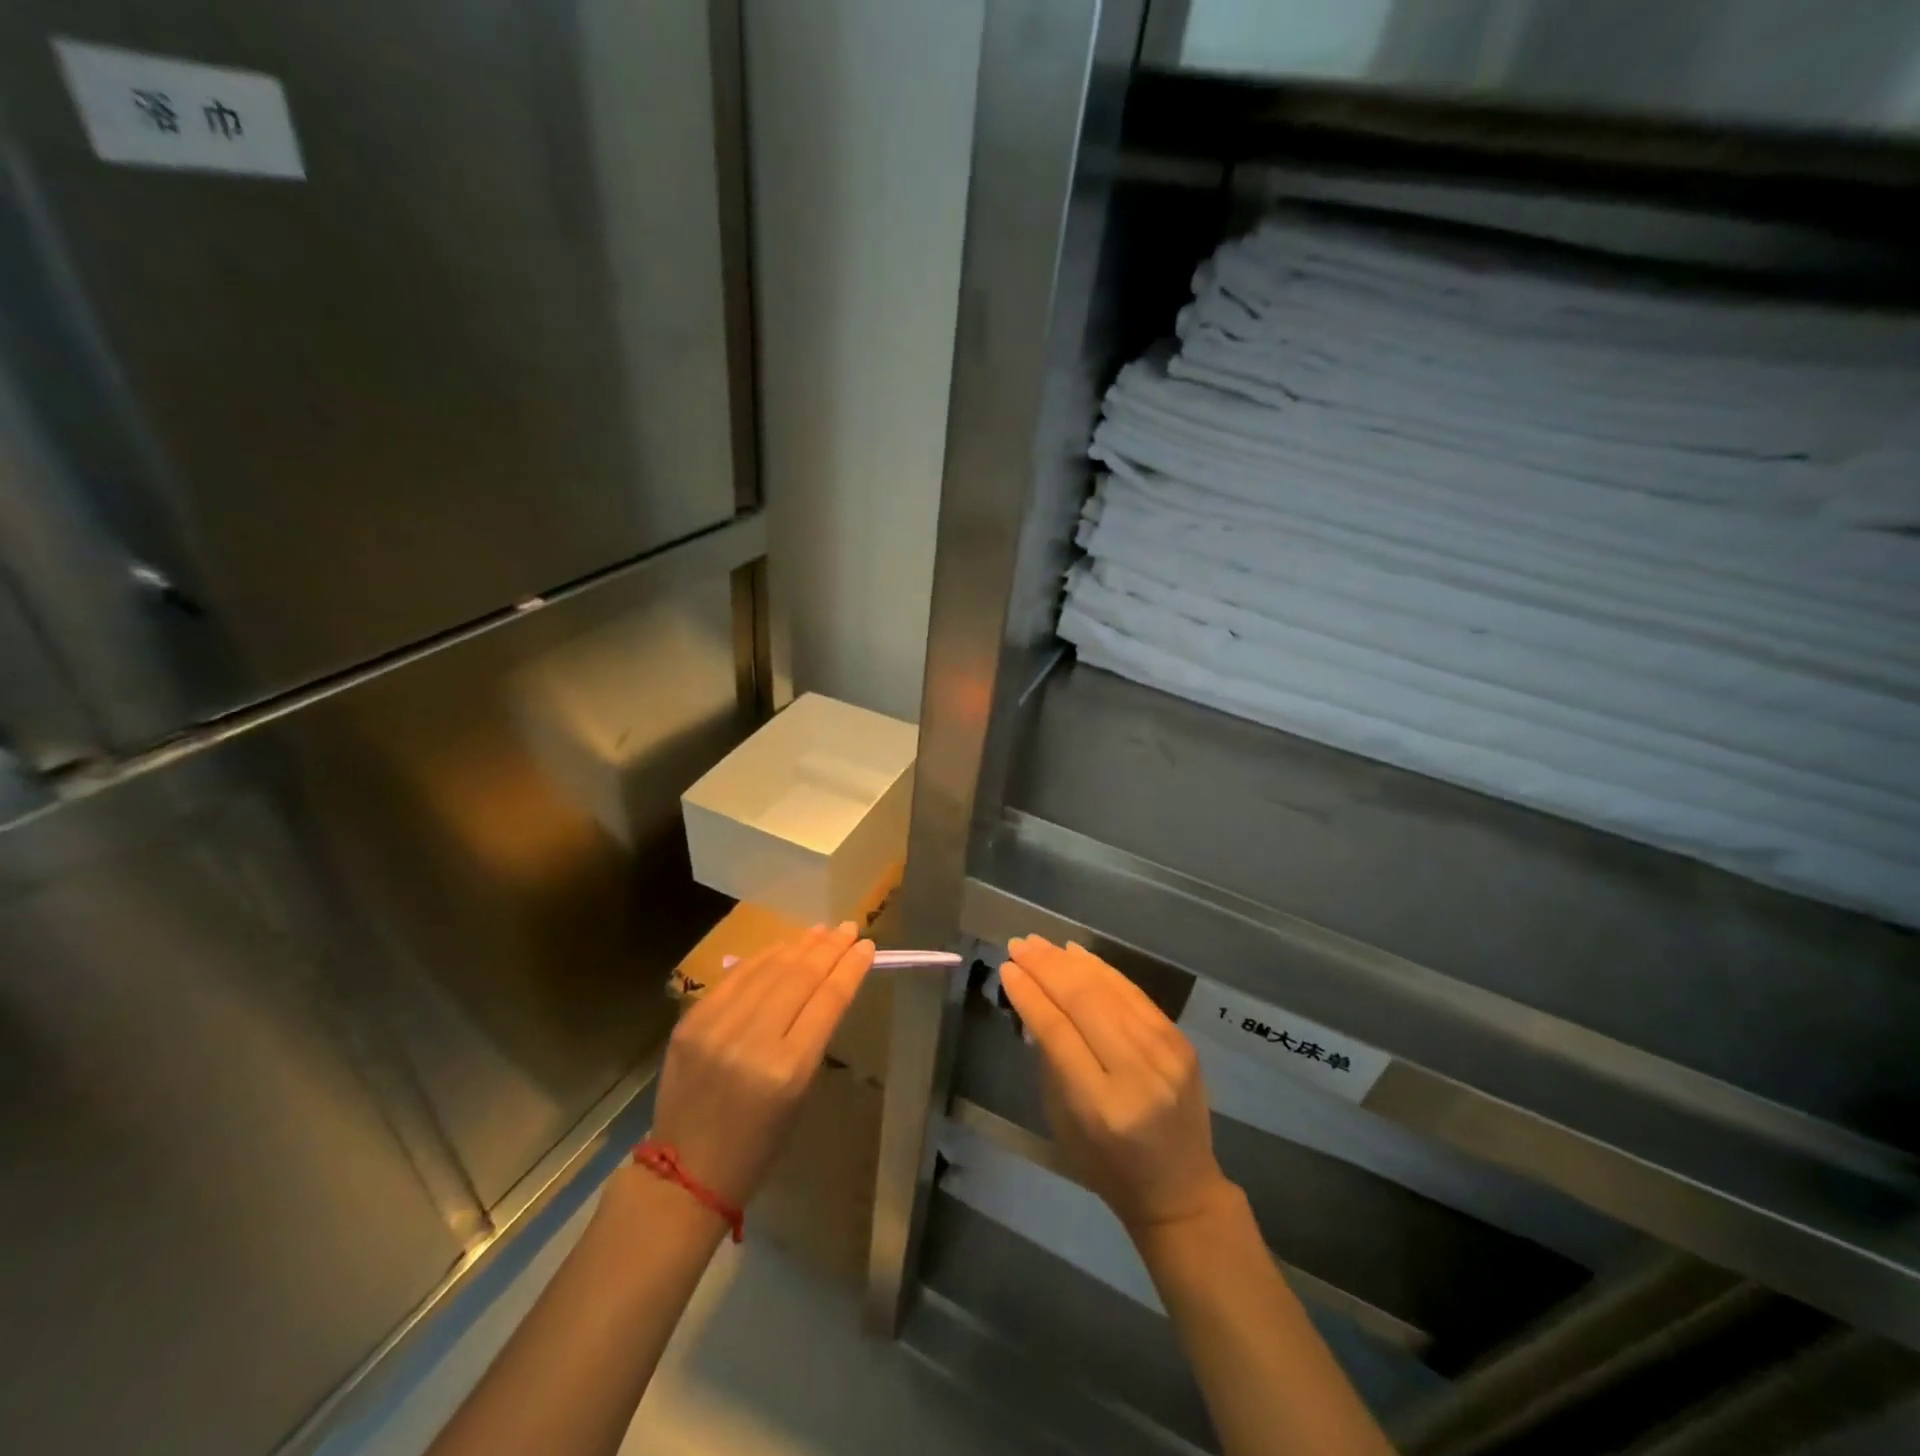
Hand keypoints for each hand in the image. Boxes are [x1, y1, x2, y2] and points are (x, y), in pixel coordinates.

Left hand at [649, 923, 873, 1207]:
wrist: (685, 1173)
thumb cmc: (758, 1145)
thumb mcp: (800, 1095)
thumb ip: (812, 1037)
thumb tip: (827, 985)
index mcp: (788, 1069)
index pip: (828, 999)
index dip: (850, 968)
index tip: (868, 946)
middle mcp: (752, 1041)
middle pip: (800, 977)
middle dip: (830, 948)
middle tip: (849, 929)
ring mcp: (717, 1028)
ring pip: (768, 969)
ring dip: (799, 945)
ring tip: (822, 931)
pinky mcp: (690, 1023)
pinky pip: (734, 978)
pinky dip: (763, 958)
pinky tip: (782, 947)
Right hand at [1001, 935, 1235, 1232]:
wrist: (1181, 1189)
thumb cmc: (1107, 1165)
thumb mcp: (1063, 1120)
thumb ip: (1050, 1058)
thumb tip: (1033, 999)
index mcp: (1101, 1105)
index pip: (1058, 1032)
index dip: (1030, 995)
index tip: (1007, 968)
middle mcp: (1137, 1073)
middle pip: (1084, 1003)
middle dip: (1046, 968)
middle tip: (1019, 945)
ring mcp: (1166, 1054)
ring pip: (1109, 990)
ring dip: (1070, 961)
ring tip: (1040, 944)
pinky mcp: (1181, 1041)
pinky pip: (1133, 993)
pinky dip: (1101, 969)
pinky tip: (1077, 954)